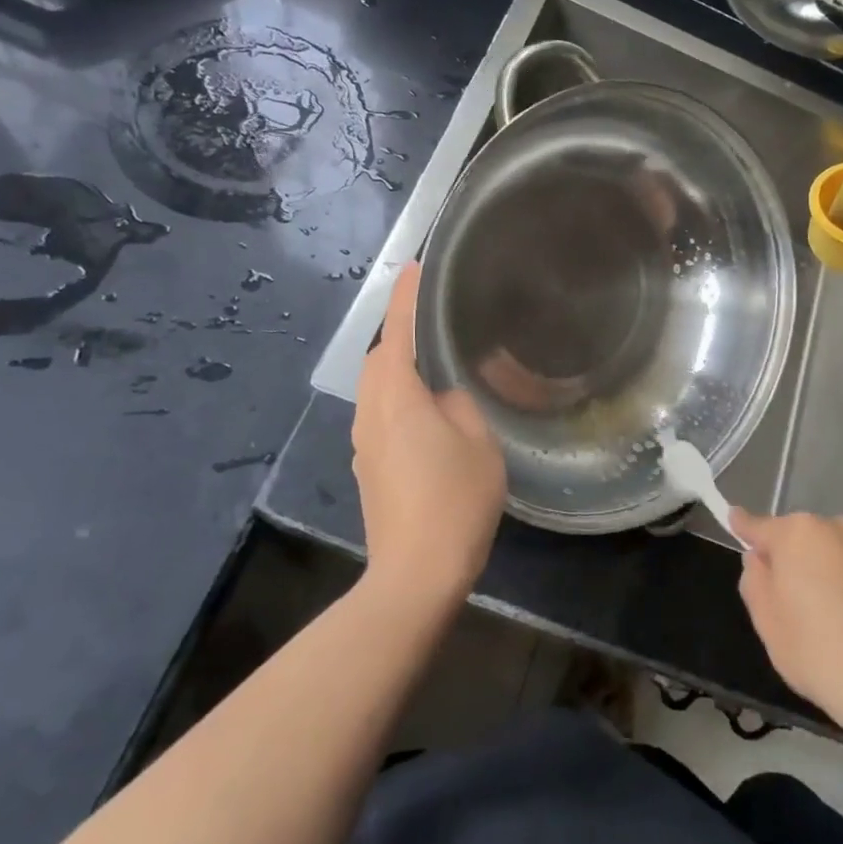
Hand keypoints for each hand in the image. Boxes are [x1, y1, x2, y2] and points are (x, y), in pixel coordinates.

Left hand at [353, 264, 505, 612]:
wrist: (415, 574)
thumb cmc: (454, 502)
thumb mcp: (479, 445)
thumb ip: (460, 407)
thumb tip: (443, 399)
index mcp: (398, 400)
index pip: (398, 334)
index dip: (405, 299)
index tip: (414, 269)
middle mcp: (371, 415)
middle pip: (377, 360)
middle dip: (397, 333)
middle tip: (429, 322)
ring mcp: (363, 444)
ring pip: (374, 389)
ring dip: (396, 368)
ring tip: (429, 364)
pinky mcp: (367, 468)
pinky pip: (378, 414)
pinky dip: (396, 398)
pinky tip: (424, 414)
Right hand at [733, 511, 842, 745]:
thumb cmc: (822, 656)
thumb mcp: (768, 625)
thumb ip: (756, 581)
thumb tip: (760, 558)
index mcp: (798, 534)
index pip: (760, 525)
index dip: (745, 527)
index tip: (734, 519)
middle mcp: (840, 526)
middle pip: (806, 538)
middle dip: (798, 559)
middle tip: (798, 604)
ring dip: (835, 570)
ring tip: (841, 618)